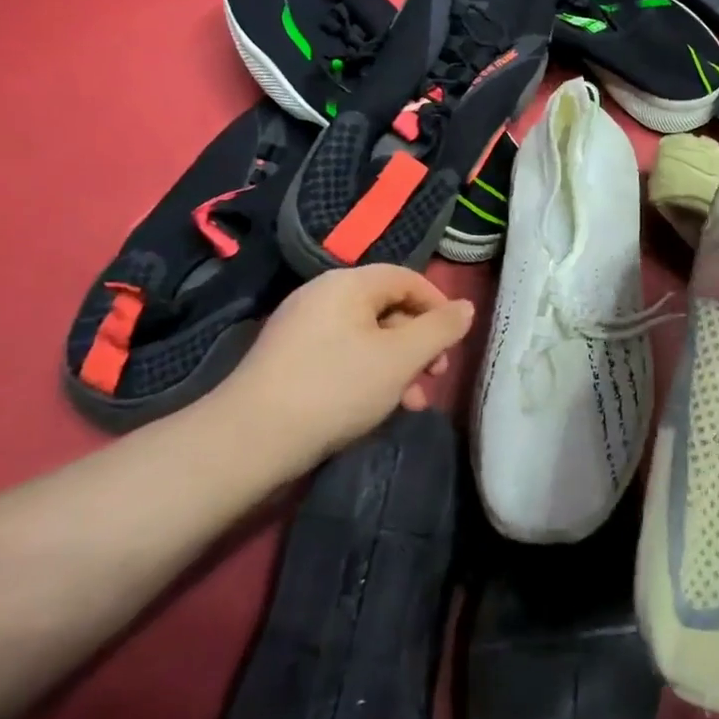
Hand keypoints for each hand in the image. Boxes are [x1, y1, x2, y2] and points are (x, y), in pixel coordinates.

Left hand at [197, 265, 473, 479]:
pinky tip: (380, 407)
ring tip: (413, 403)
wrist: (251, 440)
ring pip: (369, 337)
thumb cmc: (337, 388)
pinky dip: (370, 374)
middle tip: (436, 376)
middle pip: (388, 308)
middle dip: (420, 344)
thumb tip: (466, 308)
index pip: (407, 278)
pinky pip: (344, 355)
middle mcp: (322, 296)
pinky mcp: (291, 359)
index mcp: (348, 284)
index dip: (438, 306)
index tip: (455, 342)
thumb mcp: (402, 358)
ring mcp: (302, 328)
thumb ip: (440, 329)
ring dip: (399, 366)